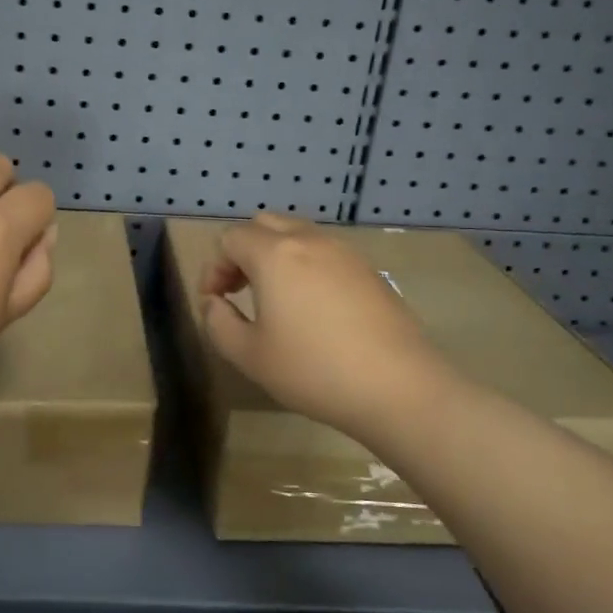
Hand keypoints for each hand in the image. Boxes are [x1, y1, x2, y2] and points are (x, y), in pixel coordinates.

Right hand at [200, 213, 470, 438]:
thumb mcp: (249, 355)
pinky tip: (312, 308)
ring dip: (275, 256)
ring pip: (297, 234)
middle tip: (239, 290)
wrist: (399, 387)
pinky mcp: (369, 270)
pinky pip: (325, 252)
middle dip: (242, 252)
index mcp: (274, 254)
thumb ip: (218, 322)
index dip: (213, 267)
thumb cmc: (314, 370)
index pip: (230, 238)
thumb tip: (214, 302)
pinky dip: (306, 265)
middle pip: (263, 225)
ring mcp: (344, 252)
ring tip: (274, 298)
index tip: (215, 302)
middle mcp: (308, 240)